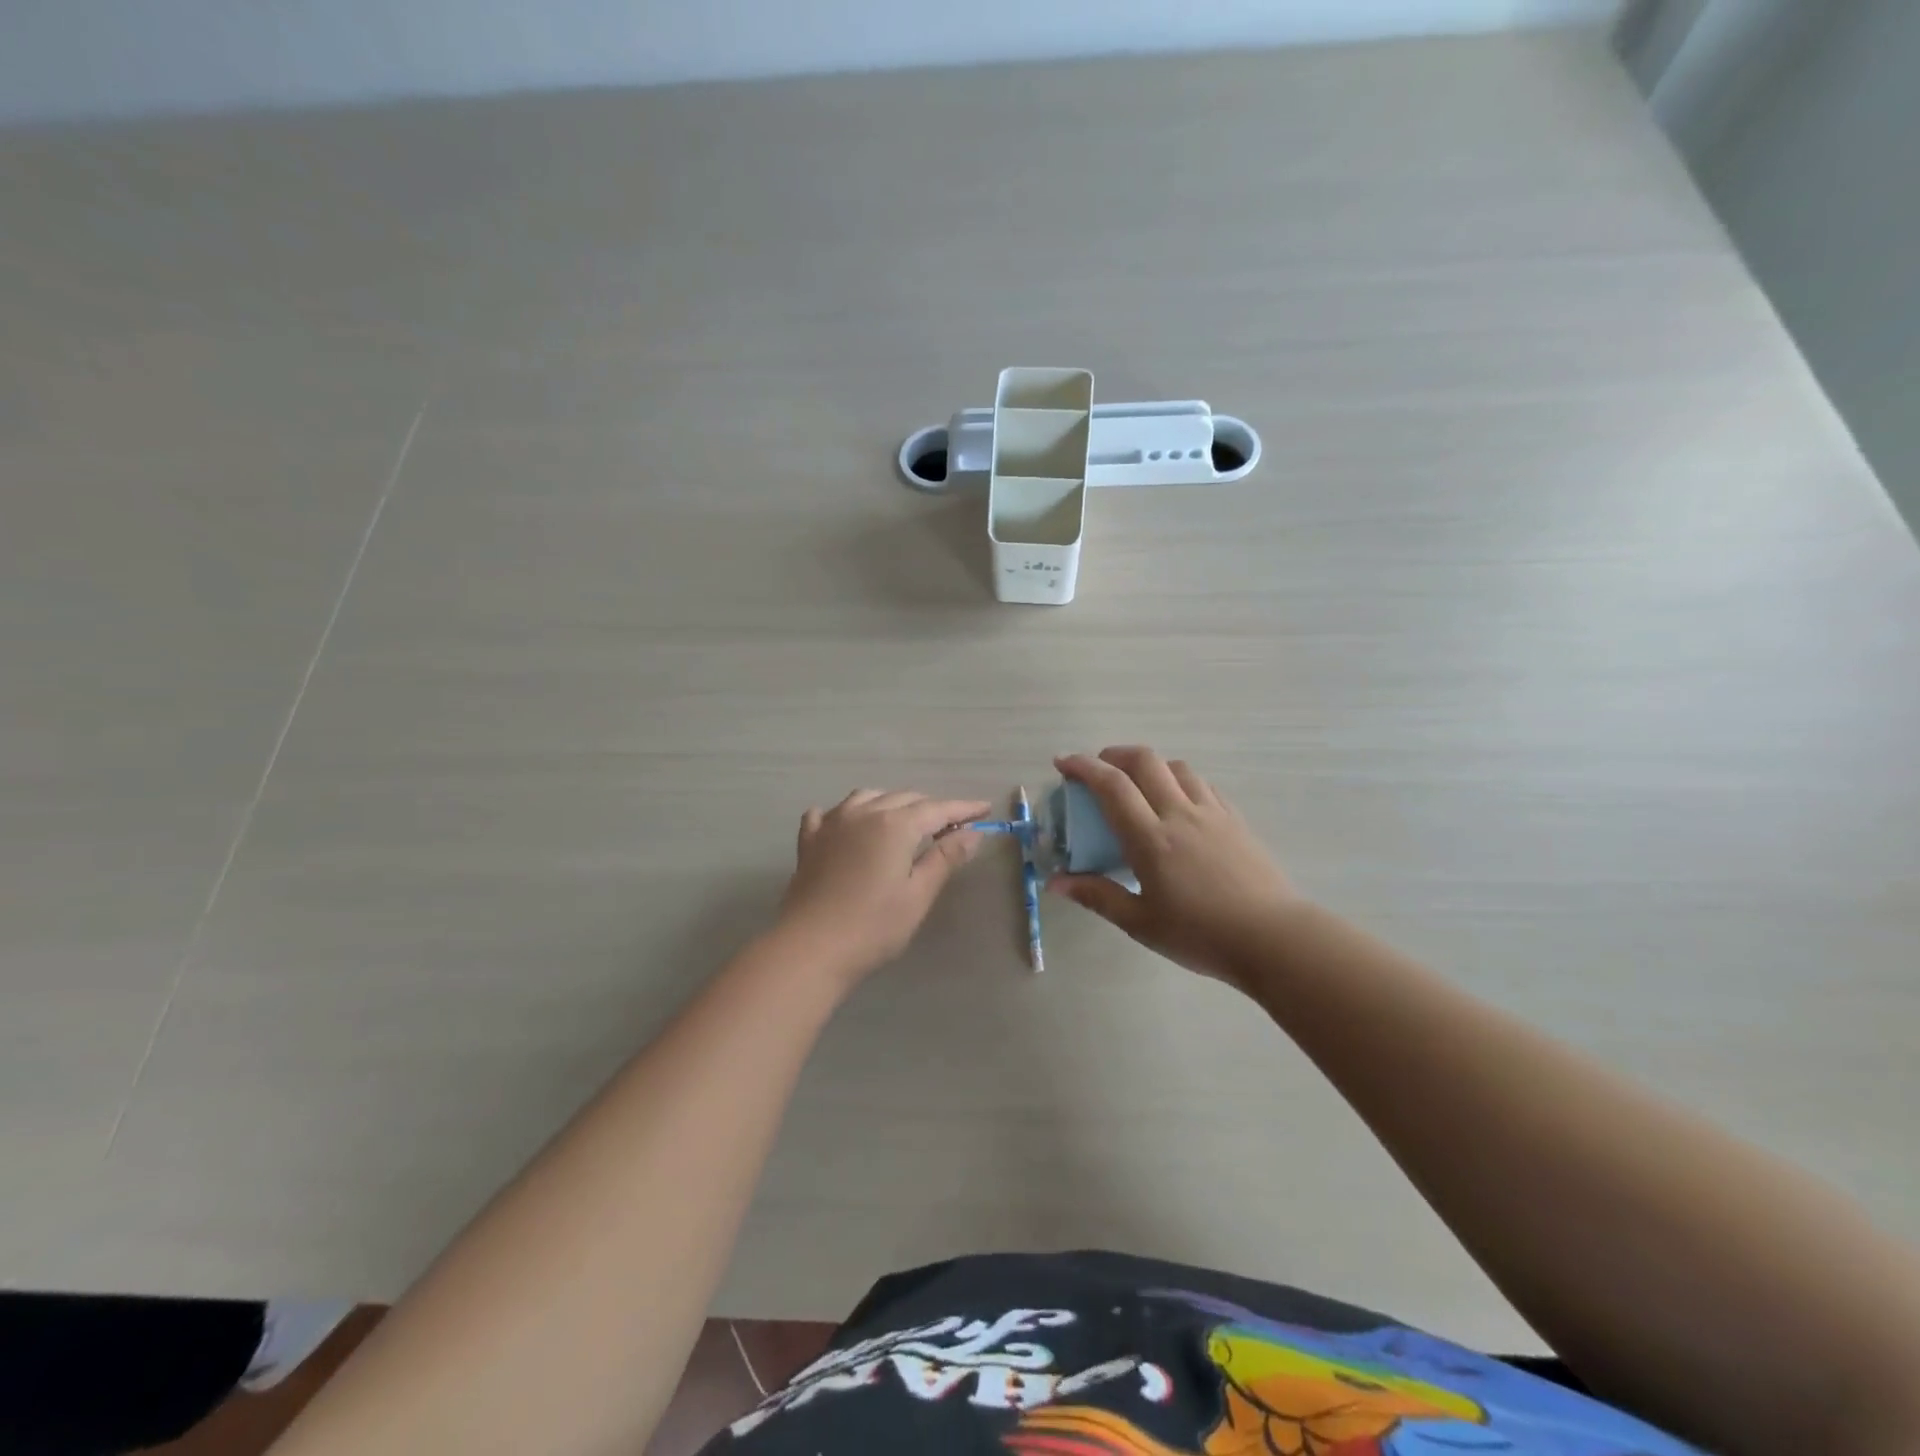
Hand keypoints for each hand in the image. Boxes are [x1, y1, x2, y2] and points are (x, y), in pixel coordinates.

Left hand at [776, 790, 992, 985]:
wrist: (810, 948)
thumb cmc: (873, 927)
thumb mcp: (918, 895)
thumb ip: (945, 858)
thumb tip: (973, 833)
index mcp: (895, 825)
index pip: (937, 809)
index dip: (964, 809)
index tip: (985, 809)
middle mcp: (863, 813)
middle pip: (904, 798)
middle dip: (931, 807)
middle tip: (952, 826)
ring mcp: (832, 824)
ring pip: (867, 797)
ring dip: (892, 803)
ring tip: (905, 821)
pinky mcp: (809, 841)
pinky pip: (828, 813)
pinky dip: (845, 813)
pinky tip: (847, 824)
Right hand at [1049, 747, 1303, 985]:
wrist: (1274, 938)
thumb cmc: (1201, 935)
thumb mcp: (1141, 922)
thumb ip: (1097, 896)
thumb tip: (1055, 882)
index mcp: (1152, 838)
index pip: (1112, 786)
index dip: (1083, 767)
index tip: (1063, 763)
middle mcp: (1180, 814)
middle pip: (1145, 761)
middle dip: (1113, 755)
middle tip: (1097, 769)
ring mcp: (1212, 813)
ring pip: (1177, 767)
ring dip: (1149, 765)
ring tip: (1137, 785)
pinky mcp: (1236, 820)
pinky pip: (1203, 785)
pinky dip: (1179, 780)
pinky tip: (1178, 802)